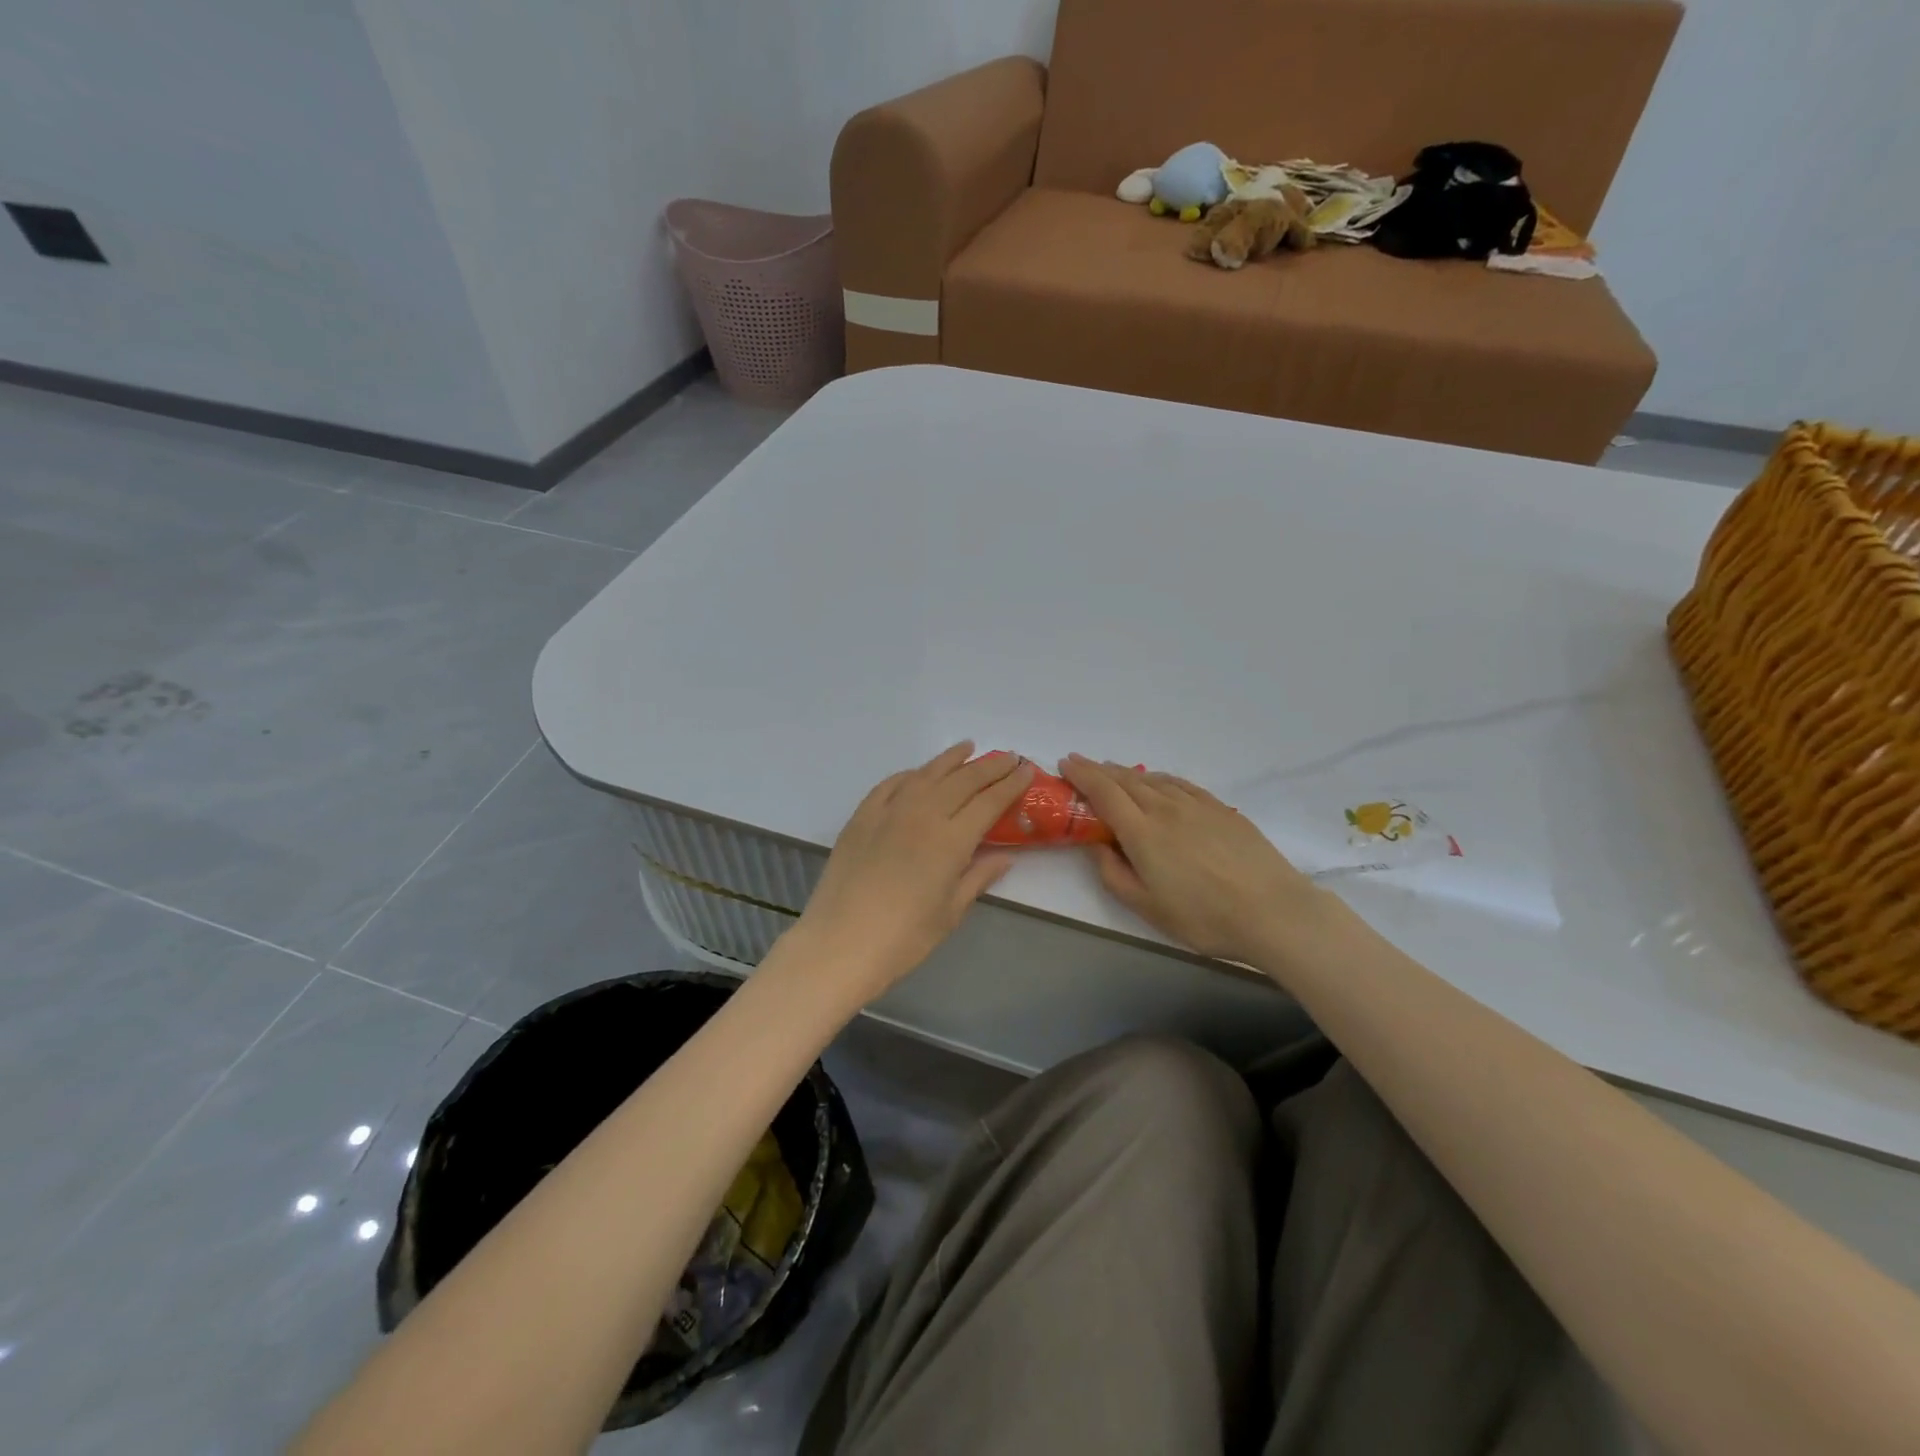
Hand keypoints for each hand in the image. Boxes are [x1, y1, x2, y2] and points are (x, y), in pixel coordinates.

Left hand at [792, 743, 1034, 1001]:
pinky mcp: (861, 817)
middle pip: (963, 781)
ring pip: (927, 774)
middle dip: (990, 767)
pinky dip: (911, 774)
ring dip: (951, 759)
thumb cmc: (903, 938)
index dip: (1010, 785)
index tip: (1026, 771)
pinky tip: (920, 773)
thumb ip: (978, 877)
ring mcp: (888, 812)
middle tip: (1008, 758)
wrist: (839, 944)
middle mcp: (923, 815)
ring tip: (969, 748)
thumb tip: (1005, 857)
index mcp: (951, 840)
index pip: (989, 802)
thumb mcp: (950, 912)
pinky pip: (891, 784)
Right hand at [1060, 755, 1331, 965]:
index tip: (1065, 764)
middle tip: (1081, 765)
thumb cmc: (1203, 917)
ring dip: (1126, 773)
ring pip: (1152, 779)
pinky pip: (1179, 784)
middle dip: (1099, 770)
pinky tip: (1157, 783)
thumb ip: (1114, 874)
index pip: (1103, 792)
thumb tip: (1098, 846)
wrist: (1273, 911)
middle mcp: (1165, 809)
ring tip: (1113, 773)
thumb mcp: (1147, 908)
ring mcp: (1196, 805)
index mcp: (1142, 832)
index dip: (1081, 775)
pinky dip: (1159, 779)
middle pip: (1125, 780)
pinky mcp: (1220, 809)